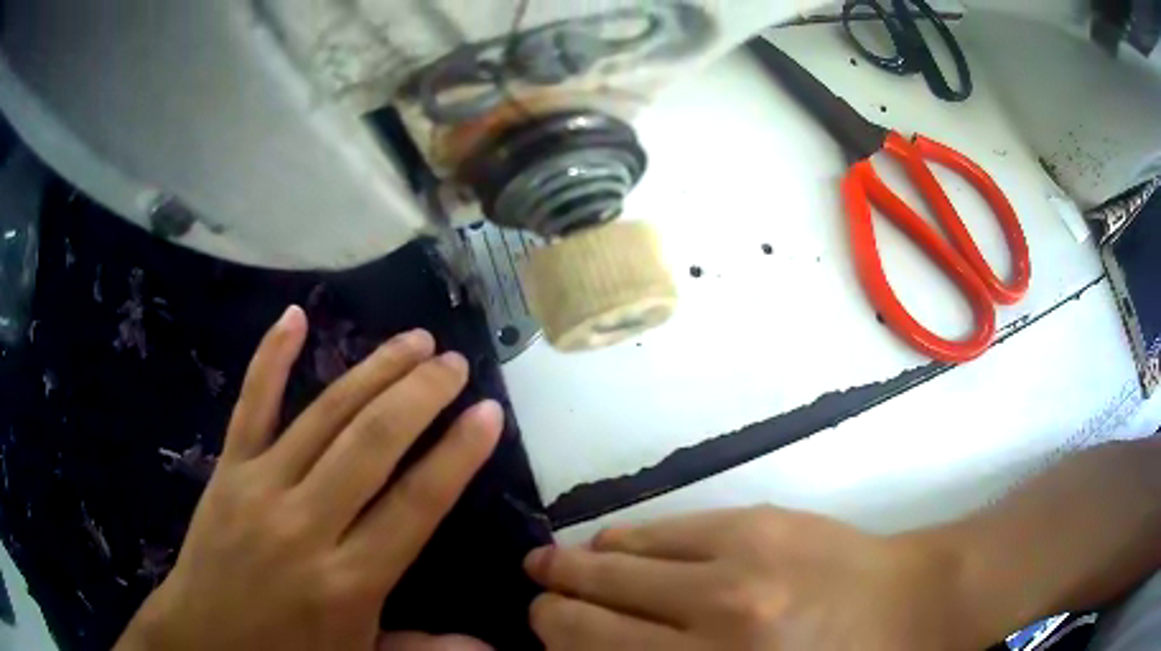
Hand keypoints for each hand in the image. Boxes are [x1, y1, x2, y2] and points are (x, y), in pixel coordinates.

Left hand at [115, 306, 501, 650]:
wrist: (203, 639)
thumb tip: (493, 648)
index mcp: (348, 580)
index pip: (415, 504)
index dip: (456, 454)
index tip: (488, 411)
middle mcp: (305, 525)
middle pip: (370, 444)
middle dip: (420, 395)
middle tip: (454, 363)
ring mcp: (260, 487)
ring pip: (323, 415)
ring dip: (372, 371)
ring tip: (413, 340)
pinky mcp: (227, 469)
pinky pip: (251, 404)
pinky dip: (271, 355)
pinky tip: (295, 315)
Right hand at [526, 506, 983, 650]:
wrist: (911, 606)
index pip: (589, 649)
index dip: (551, 637)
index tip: (538, 632)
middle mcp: (712, 617)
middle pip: (593, 605)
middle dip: (551, 600)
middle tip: (534, 594)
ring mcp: (736, 560)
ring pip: (620, 558)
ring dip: (580, 564)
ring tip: (557, 565)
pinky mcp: (758, 520)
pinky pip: (666, 528)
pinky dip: (627, 539)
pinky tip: (614, 545)